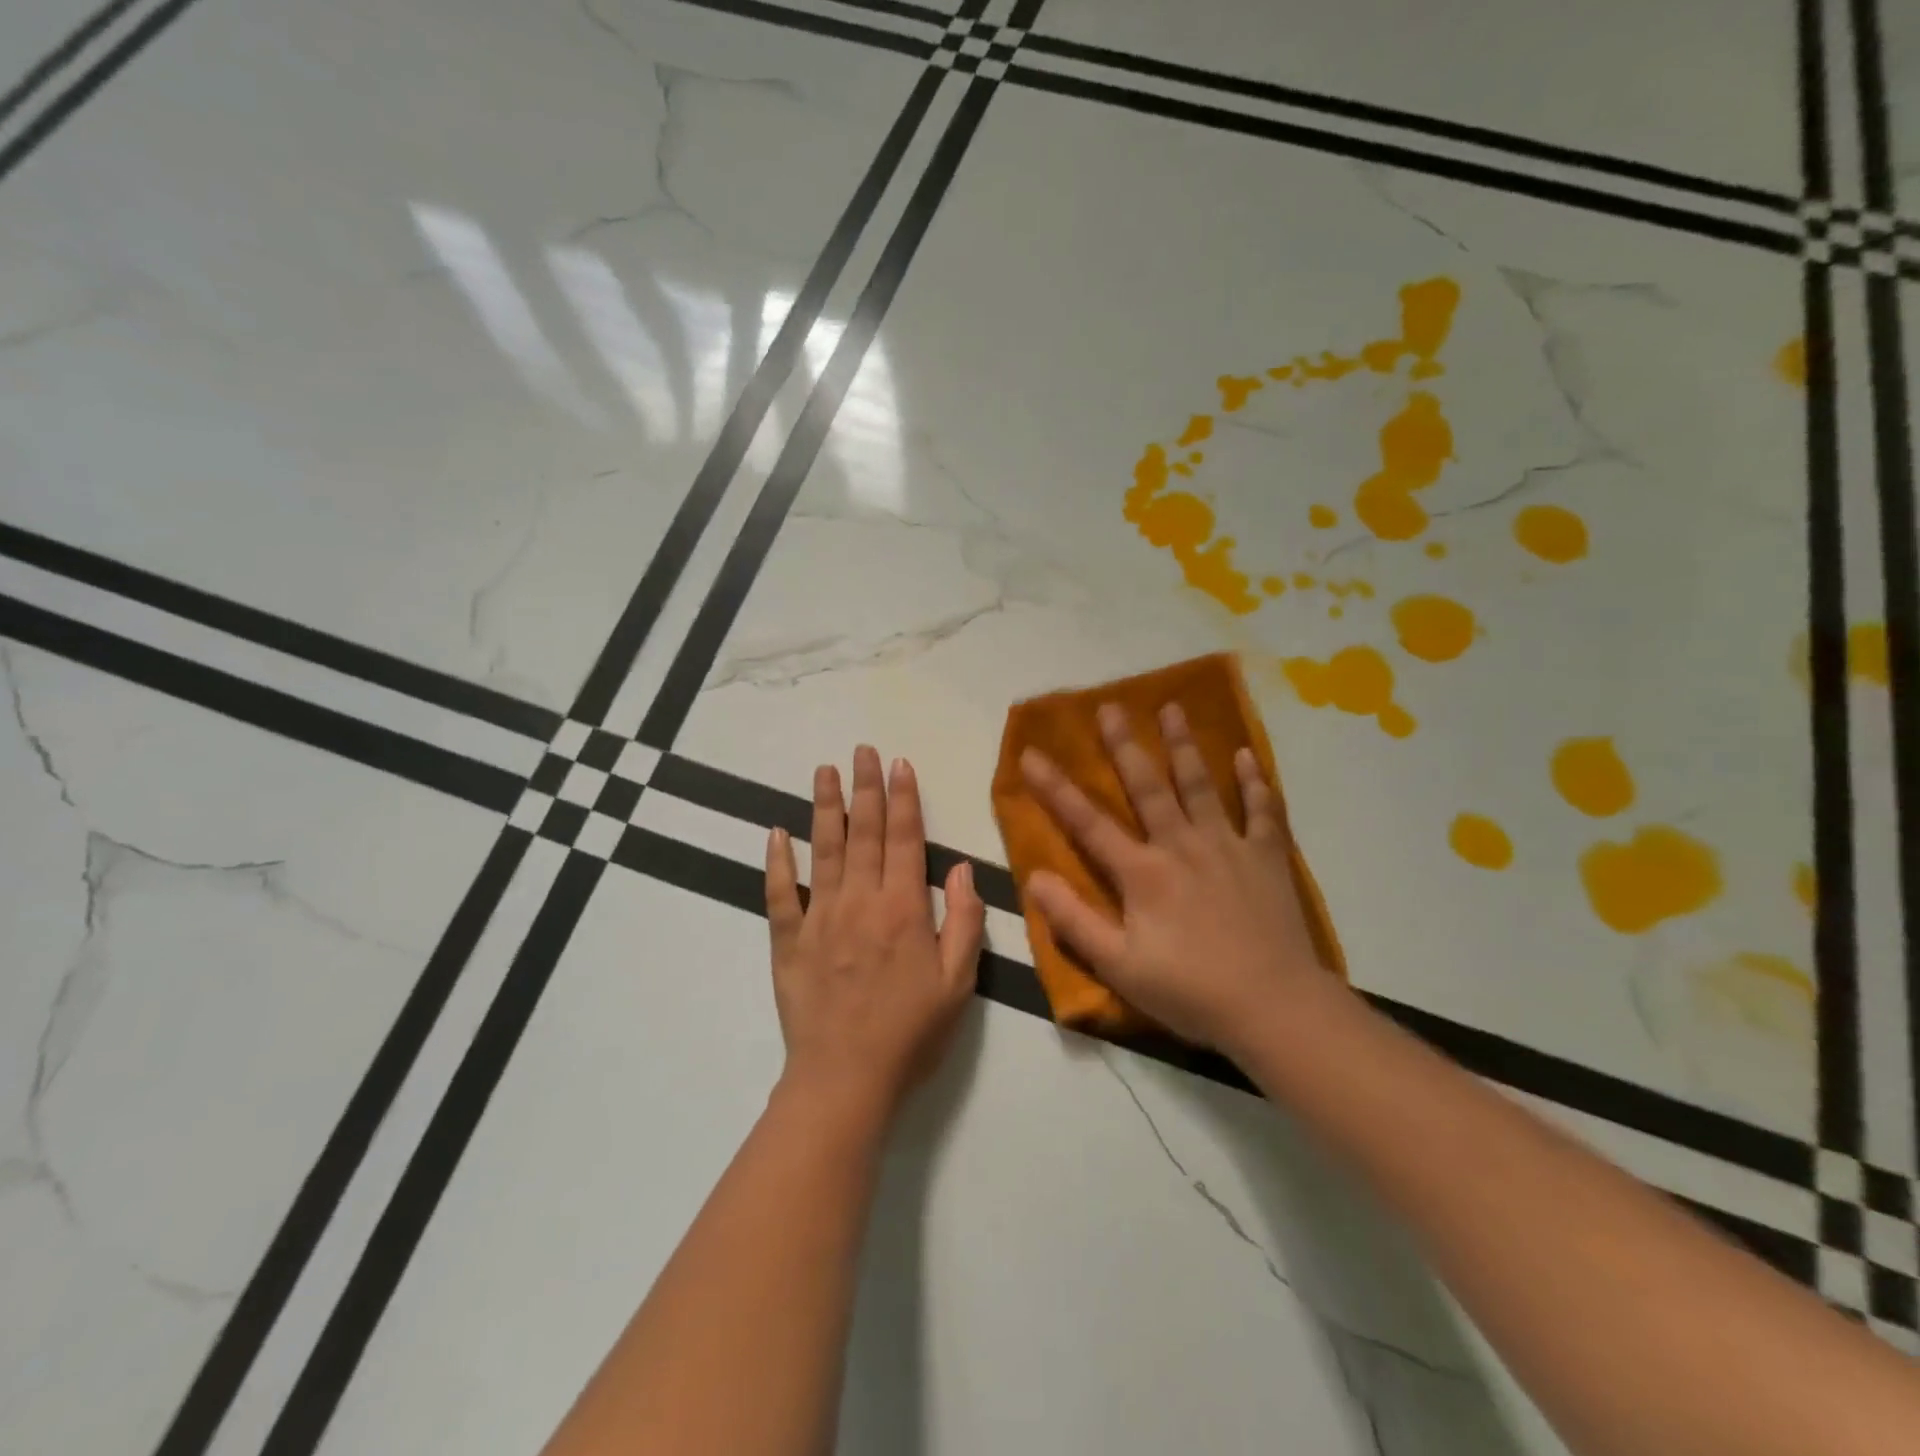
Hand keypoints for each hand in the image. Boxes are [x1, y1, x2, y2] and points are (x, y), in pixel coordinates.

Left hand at [765, 746, 984, 1119]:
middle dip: (866, 787)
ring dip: (825, 807)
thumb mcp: (958, 984)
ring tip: (824, 770)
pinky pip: (780, 893)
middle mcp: (861, 901)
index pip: (905, 839)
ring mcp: (820, 917)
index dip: (904, 799)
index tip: (899, 764)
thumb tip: (963, 870)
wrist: (845, 1079)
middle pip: (864, 832)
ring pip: (823, 850)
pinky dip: (777, 861)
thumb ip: (965, 923)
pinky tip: (776, 833)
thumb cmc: (910, 1033)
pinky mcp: (789, 940)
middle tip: (862, 750)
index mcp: (904, 908)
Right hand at [1019, 702, 1336, 1051]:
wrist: (1274, 1008)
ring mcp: (1228, 847)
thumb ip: (1074, 922)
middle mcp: (1182, 846)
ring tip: (1172, 708)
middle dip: (1125, 745)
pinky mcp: (1267, 858)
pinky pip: (1262, 811)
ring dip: (1184, 746)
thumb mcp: (1119, 967)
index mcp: (1143, 873)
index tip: (1032, 753)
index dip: (1056, 788)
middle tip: (1110, 706)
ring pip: (1201, 785)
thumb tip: (1034, 878)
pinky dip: (1254, 782)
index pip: (1088, 823)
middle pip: (1148, 786)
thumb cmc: (1190, 991)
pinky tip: (1246, 755)